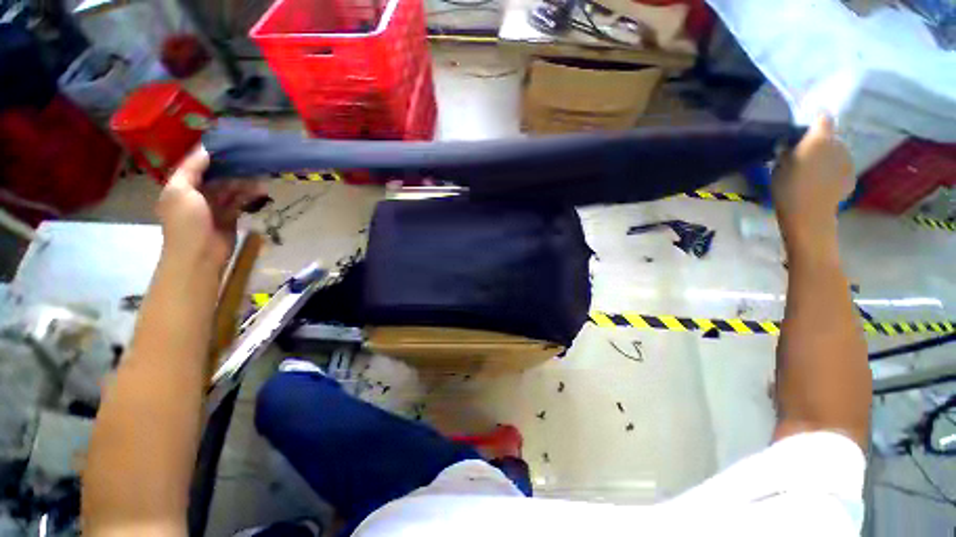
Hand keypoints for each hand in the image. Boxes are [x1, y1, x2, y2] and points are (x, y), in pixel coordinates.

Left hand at [156, 147, 264, 267]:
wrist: (200, 254)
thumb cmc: (186, 222)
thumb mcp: (181, 190)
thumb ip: (191, 169)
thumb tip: (206, 149)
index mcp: (180, 186)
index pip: (195, 165)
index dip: (209, 154)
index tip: (227, 143)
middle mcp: (196, 194)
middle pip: (215, 176)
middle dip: (231, 168)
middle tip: (249, 158)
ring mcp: (214, 206)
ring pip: (230, 188)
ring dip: (243, 182)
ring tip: (260, 174)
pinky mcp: (230, 216)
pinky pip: (240, 201)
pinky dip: (249, 195)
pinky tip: (260, 190)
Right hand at [771, 116, 854, 243]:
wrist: (808, 214)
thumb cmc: (788, 187)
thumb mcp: (779, 166)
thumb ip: (788, 151)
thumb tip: (791, 145)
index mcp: (820, 138)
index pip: (822, 119)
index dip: (814, 124)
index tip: (804, 133)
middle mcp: (838, 144)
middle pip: (830, 138)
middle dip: (820, 144)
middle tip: (804, 158)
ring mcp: (848, 161)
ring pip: (836, 153)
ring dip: (826, 159)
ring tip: (812, 174)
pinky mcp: (851, 177)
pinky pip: (840, 169)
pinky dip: (832, 173)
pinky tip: (821, 185)